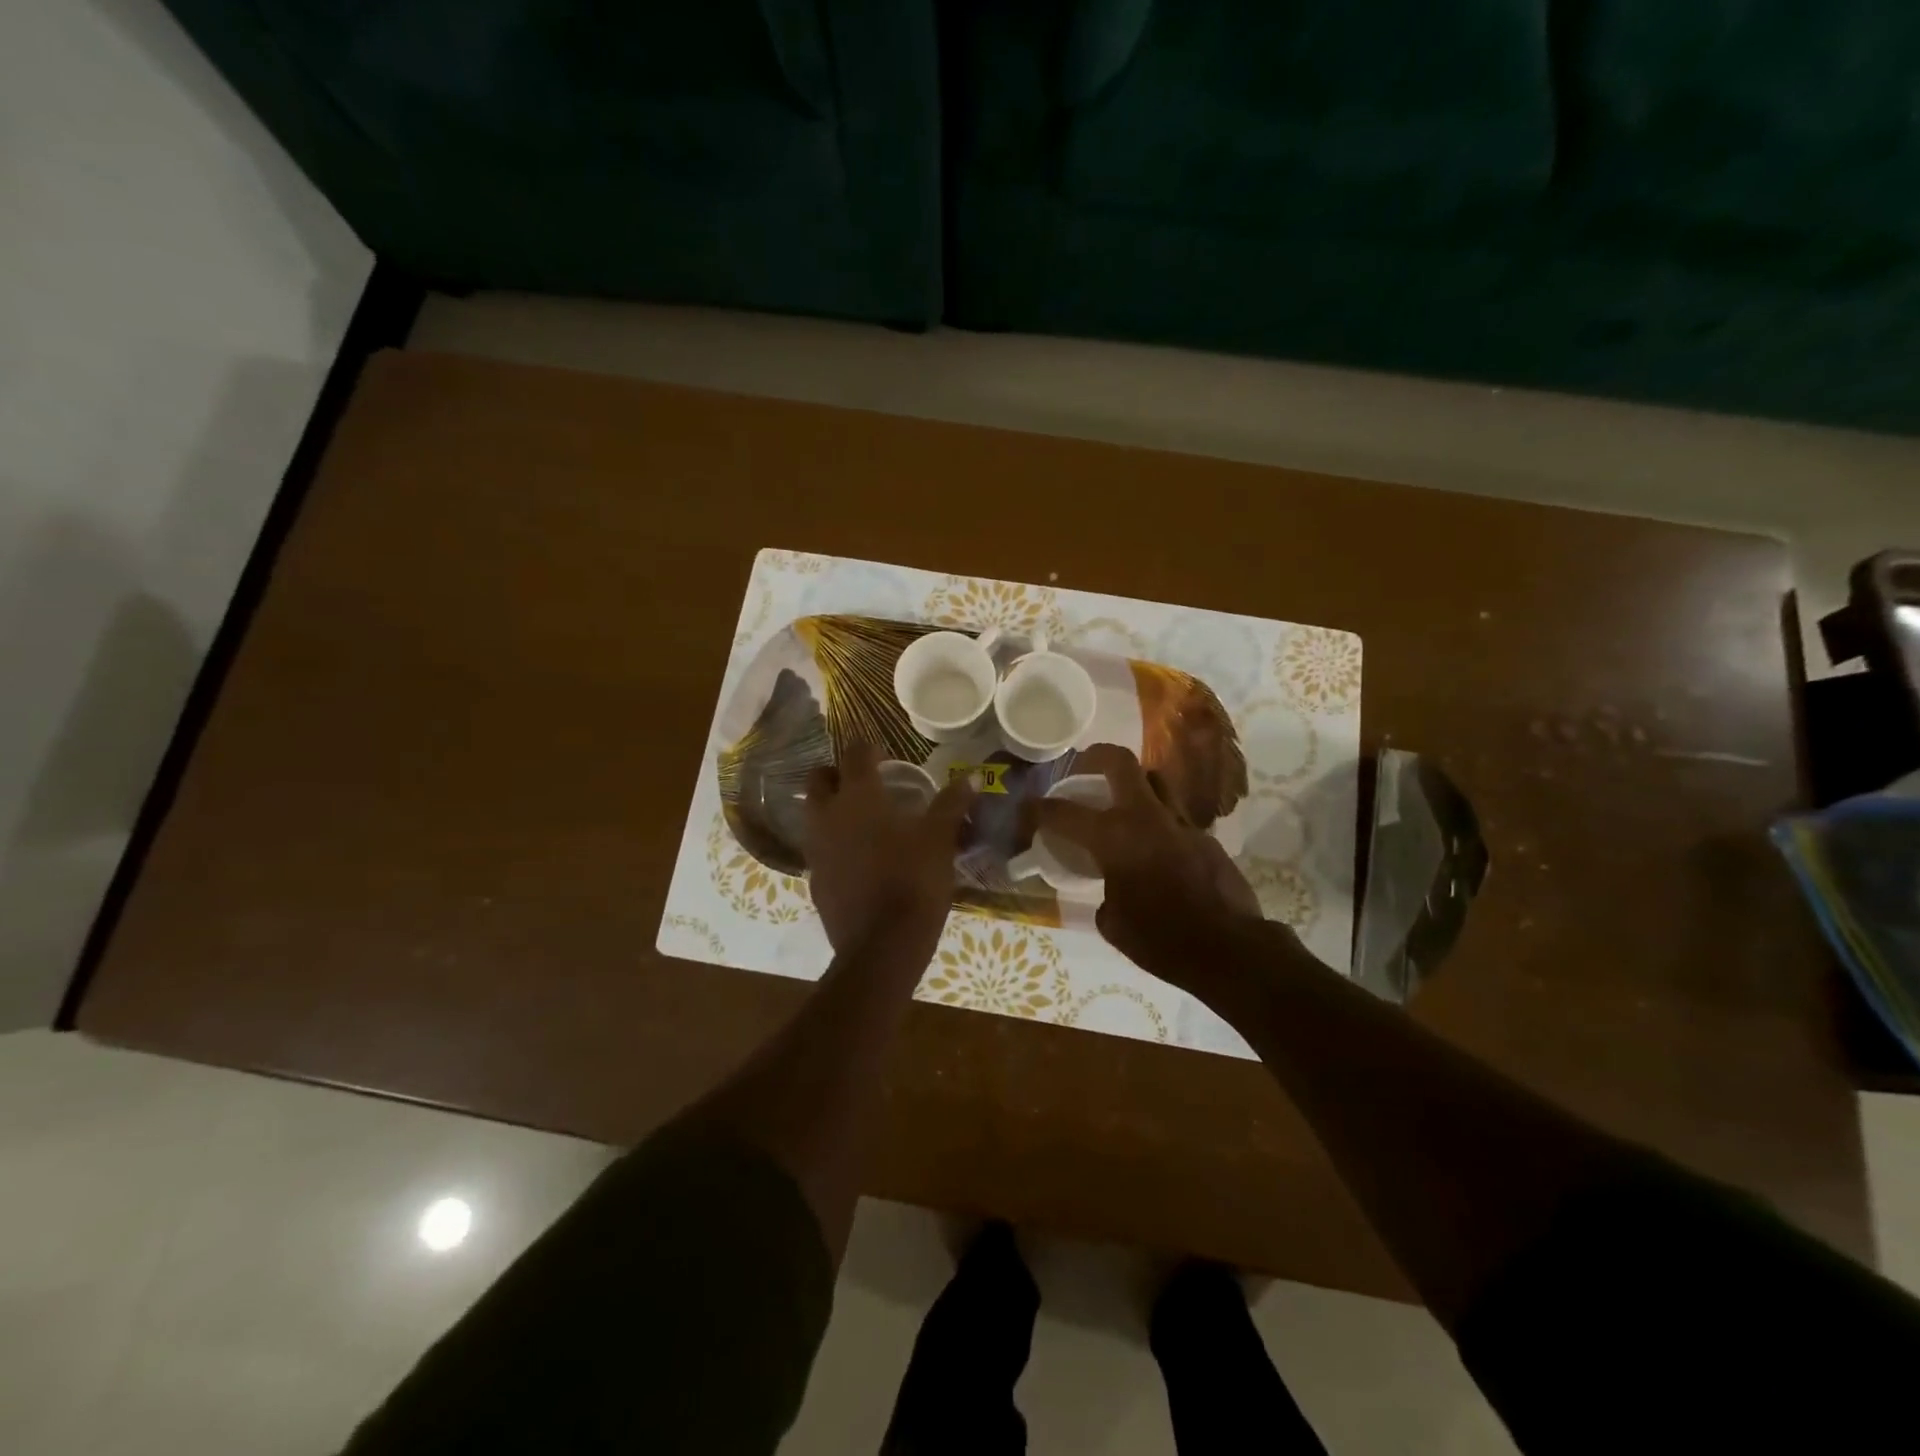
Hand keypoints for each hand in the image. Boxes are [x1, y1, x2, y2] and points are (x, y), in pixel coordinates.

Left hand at [804, 744, 975, 953]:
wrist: (882, 946)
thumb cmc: (913, 880)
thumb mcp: (940, 839)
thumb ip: (951, 804)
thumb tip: (970, 776)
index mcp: (858, 797)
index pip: (853, 754)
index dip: (867, 747)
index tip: (883, 753)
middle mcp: (828, 816)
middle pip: (819, 780)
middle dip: (838, 774)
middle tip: (867, 782)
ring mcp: (816, 849)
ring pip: (815, 815)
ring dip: (833, 809)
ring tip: (865, 820)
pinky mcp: (815, 880)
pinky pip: (820, 849)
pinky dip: (835, 844)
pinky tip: (861, 858)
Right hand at [1034, 745, 1281, 995]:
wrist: (1228, 949)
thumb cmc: (1160, 939)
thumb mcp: (1113, 924)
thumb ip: (1104, 895)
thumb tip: (1108, 892)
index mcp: (1113, 837)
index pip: (1063, 812)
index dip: (1038, 809)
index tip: (1027, 809)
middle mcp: (1145, 817)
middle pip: (1120, 763)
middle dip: (1096, 757)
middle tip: (1085, 768)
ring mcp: (1180, 823)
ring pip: (1155, 781)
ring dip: (1135, 784)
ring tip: (1123, 803)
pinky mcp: (1205, 837)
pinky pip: (1175, 816)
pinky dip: (1159, 822)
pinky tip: (1156, 848)